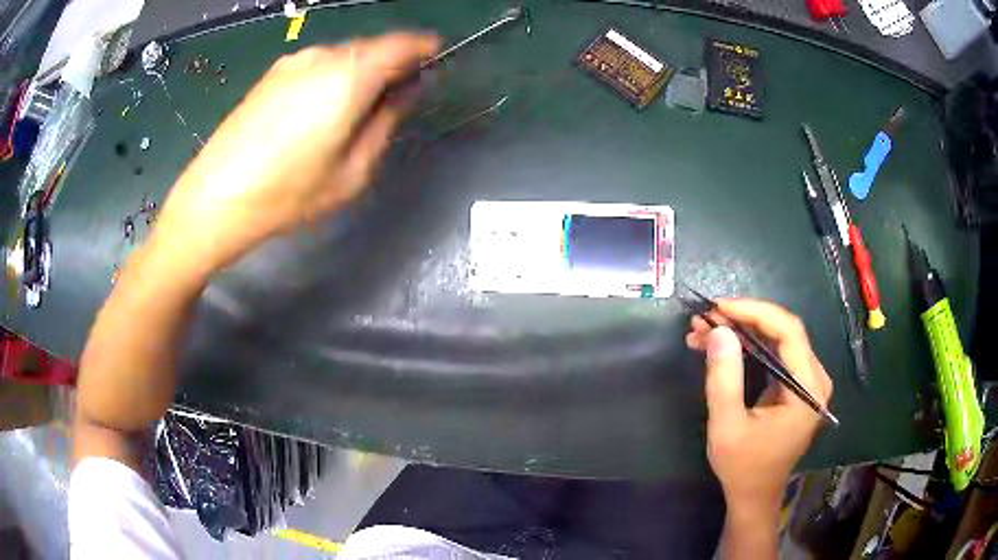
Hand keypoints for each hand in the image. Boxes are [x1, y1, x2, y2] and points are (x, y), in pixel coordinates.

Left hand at [152, 33, 439, 273]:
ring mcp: (292, 62)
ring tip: (359, 108)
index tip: (437, 59)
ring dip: (362, 71)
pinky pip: (318, 65)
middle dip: (393, 63)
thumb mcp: (353, 170)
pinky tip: (323, 110)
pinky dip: (334, 76)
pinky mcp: (271, 75)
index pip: (403, 44)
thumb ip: (387, 121)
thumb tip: (408, 90)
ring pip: (344, 55)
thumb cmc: (289, 193)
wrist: (215, 198)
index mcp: (350, 75)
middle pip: (372, 47)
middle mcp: (322, 56)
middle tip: (400, 93)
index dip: (425, 48)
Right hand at [685, 299, 832, 513]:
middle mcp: (815, 379)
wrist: (755, 495)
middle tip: (705, 320)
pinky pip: (775, 353)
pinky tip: (722, 345)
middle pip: (784, 331)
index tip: (718, 307)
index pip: (789, 332)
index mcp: (808, 390)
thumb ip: (724, 379)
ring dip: (742, 331)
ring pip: (777, 339)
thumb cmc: (743, 467)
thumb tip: (718, 330)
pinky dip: (749, 346)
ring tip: (704, 331)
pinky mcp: (797, 385)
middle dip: (743, 320)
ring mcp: (809, 381)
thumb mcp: (727, 427)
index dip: (754, 312)